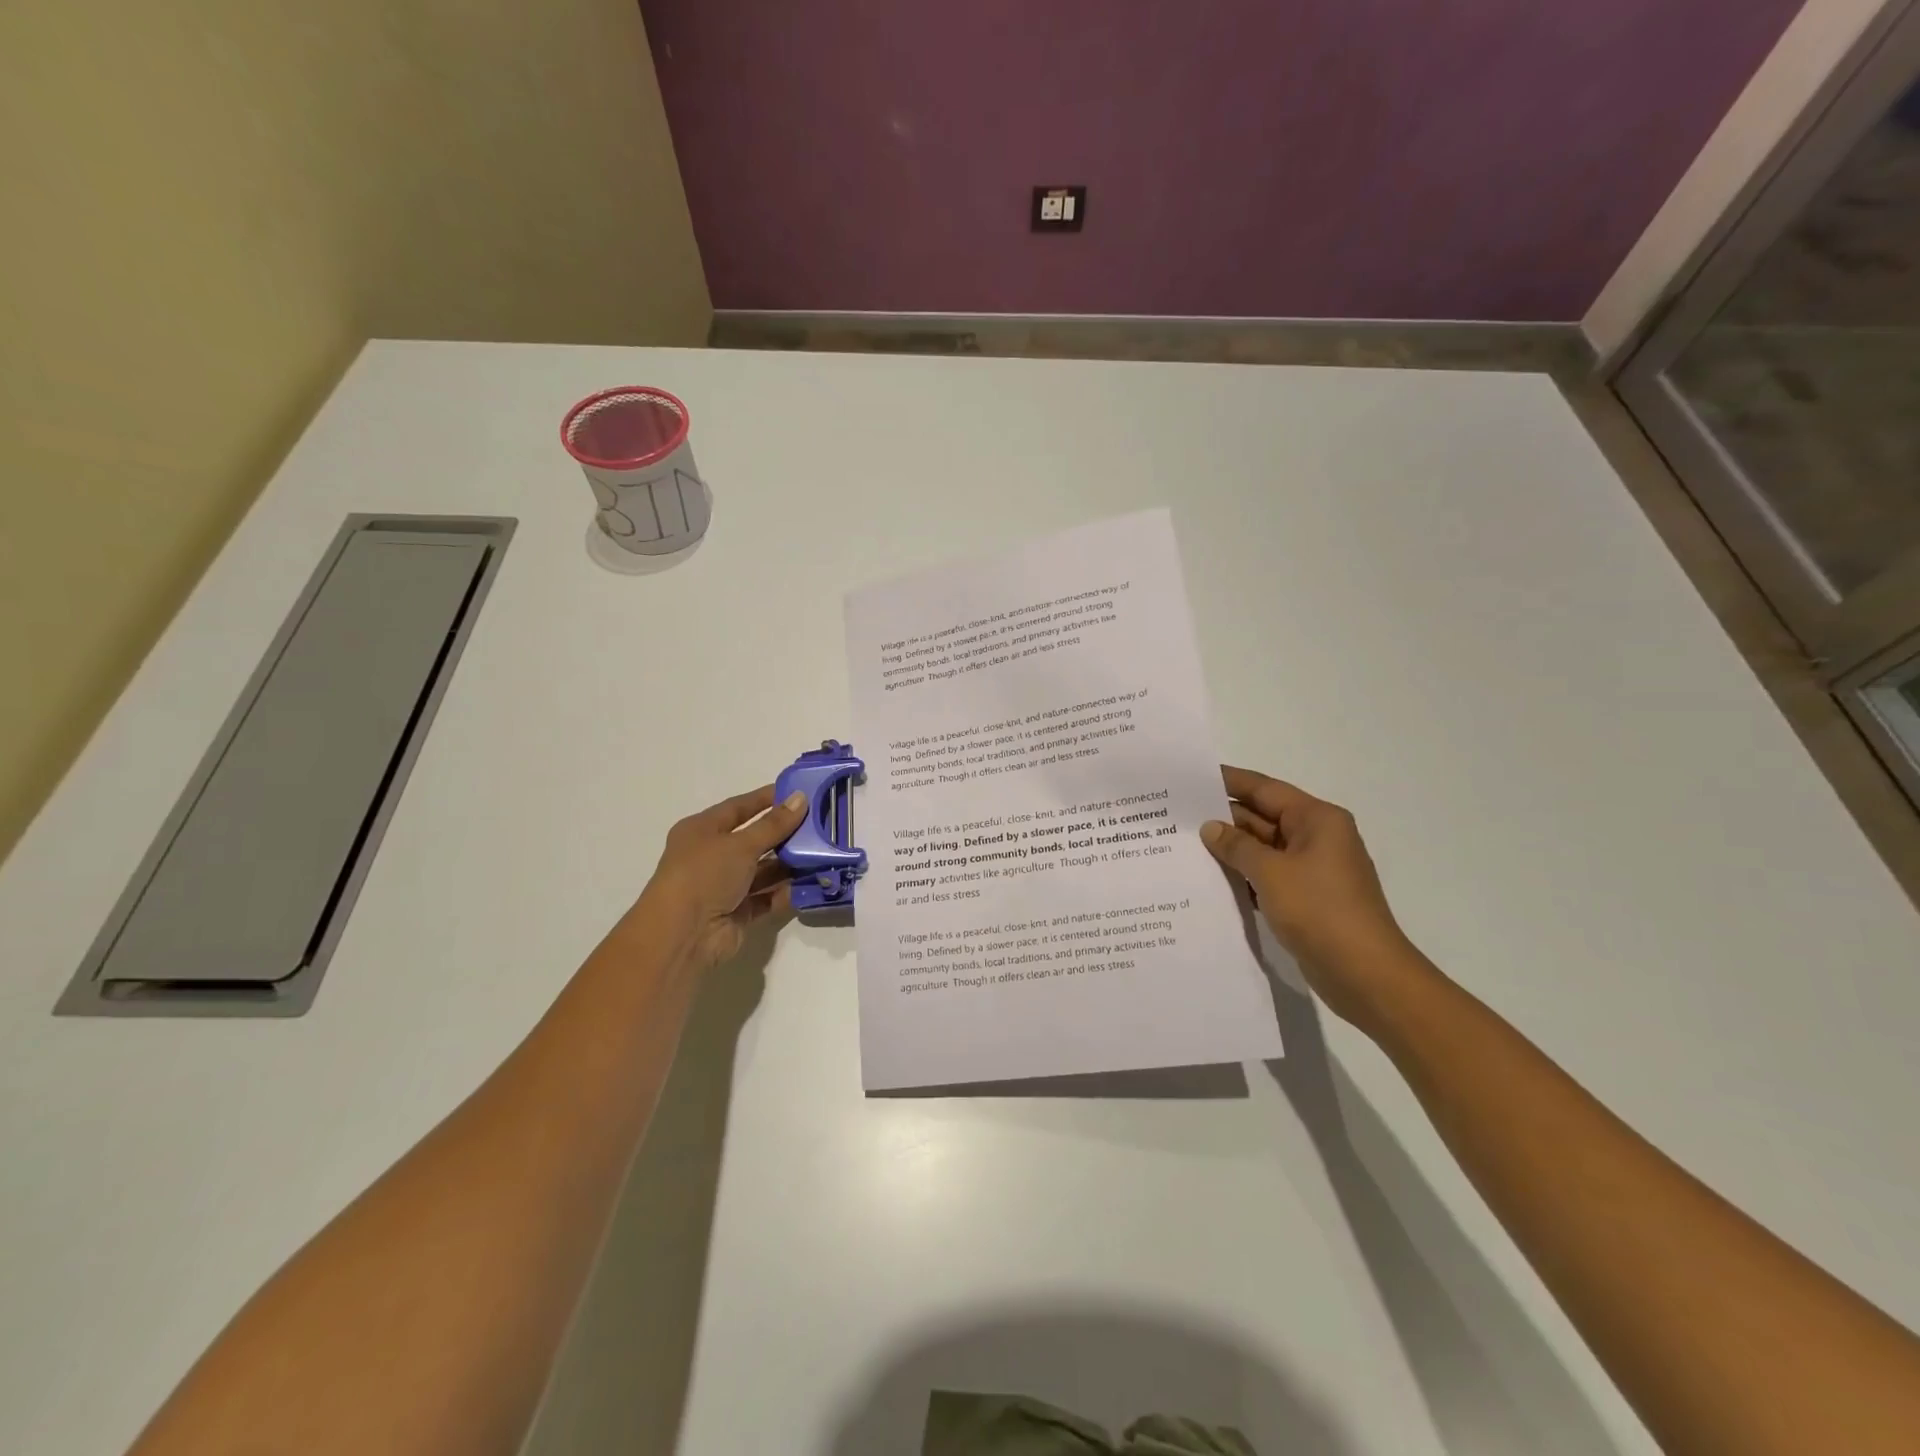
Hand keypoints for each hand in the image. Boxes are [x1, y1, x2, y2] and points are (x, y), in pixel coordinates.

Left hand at [633, 785, 808, 972]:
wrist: (683, 935)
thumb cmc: (704, 875)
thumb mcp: (741, 844)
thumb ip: (774, 824)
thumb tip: (800, 798)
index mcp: (701, 831)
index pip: (738, 807)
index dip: (765, 799)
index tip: (796, 792)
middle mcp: (711, 856)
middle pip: (753, 839)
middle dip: (784, 832)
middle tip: (819, 822)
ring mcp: (724, 886)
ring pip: (762, 869)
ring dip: (789, 862)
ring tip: (822, 851)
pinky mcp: (738, 911)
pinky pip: (767, 896)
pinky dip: (786, 890)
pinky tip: (812, 881)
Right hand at [1200, 766, 1432, 1026]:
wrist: (1365, 974)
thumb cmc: (1320, 911)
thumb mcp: (1270, 872)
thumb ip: (1237, 846)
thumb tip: (1211, 828)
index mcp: (1316, 819)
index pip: (1264, 789)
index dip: (1228, 781)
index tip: (1191, 778)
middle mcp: (1317, 837)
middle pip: (1263, 817)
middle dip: (1223, 818)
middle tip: (1177, 817)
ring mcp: (1313, 869)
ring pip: (1263, 848)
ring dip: (1231, 849)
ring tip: (1184, 846)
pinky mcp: (1307, 897)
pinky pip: (1268, 875)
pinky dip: (1243, 875)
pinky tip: (1211, 880)